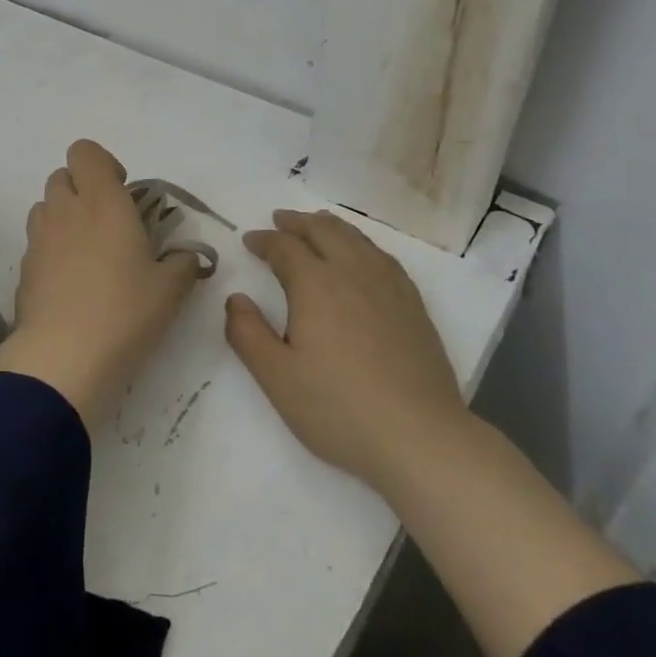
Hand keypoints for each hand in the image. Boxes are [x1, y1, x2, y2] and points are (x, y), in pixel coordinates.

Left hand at [0, 139, 202, 426]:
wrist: (63, 358)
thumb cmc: (124, 312)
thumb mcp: (170, 290)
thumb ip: (183, 263)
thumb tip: (186, 257)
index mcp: (103, 202)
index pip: (85, 151)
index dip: (103, 164)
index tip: (123, 192)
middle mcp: (65, 210)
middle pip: (62, 175)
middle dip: (83, 189)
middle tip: (110, 223)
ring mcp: (39, 239)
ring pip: (46, 207)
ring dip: (65, 216)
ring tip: (90, 252)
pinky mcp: (24, 268)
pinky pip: (37, 242)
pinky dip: (53, 249)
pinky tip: (72, 283)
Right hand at [225, 209, 471, 492]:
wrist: (419, 437)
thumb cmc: (338, 408)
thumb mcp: (276, 377)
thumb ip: (247, 333)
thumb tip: (236, 298)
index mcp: (315, 284)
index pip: (284, 247)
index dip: (264, 241)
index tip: (249, 240)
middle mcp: (352, 272)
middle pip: (322, 231)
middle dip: (297, 223)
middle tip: (279, 220)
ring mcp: (388, 286)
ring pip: (355, 239)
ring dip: (330, 226)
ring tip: (316, 224)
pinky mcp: (413, 304)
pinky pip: (382, 256)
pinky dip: (361, 243)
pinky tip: (362, 255)